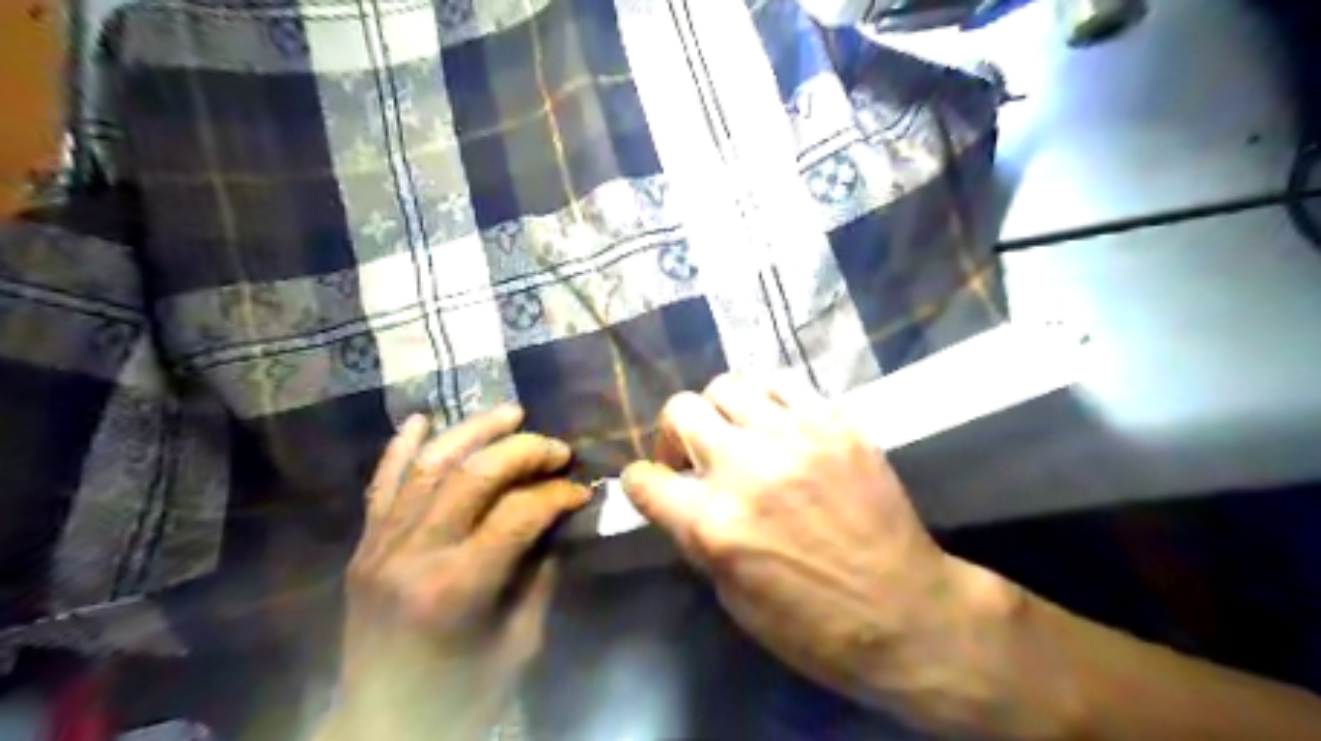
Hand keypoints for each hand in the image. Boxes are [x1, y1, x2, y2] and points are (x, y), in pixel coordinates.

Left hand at [317, 404, 586, 740]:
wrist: (378, 728)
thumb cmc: (460, 694)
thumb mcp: (518, 643)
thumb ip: (539, 573)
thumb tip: (558, 520)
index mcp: (458, 588)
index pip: (518, 513)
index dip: (558, 494)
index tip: (582, 491)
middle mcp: (414, 555)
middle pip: (474, 475)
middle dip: (524, 451)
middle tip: (557, 449)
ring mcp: (381, 546)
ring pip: (429, 466)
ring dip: (474, 431)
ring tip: (511, 413)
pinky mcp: (364, 547)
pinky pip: (381, 485)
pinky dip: (400, 448)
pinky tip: (420, 418)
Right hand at [625, 374, 1012, 720]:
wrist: (905, 612)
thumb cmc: (813, 625)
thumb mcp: (732, 596)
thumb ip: (698, 535)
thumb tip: (681, 496)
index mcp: (714, 525)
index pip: (644, 479)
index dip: (641, 483)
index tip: (654, 485)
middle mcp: (747, 469)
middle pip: (679, 410)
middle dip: (673, 435)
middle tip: (694, 455)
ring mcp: (795, 438)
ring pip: (726, 385)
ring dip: (718, 411)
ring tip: (735, 432)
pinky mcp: (834, 423)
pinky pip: (781, 380)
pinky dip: (763, 396)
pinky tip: (773, 420)